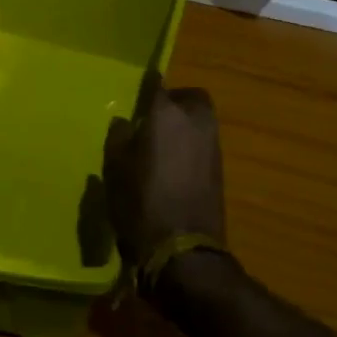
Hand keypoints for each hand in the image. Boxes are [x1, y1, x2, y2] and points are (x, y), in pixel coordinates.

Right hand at [103, 77, 226, 267]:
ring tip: (163, 142)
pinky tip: (175, 164)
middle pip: (191, 97)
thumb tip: (126, 122)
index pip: (158, 84)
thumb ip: (120, 138)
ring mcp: (212, 144)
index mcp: (166, 114)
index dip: (148, 84)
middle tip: (155, 117)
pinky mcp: (220, 168)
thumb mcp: (115, 170)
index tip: (139, 88)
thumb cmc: (141, 204)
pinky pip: (204, 143)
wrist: (183, 251)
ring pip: (201, 120)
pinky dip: (192, 145)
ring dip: (186, 124)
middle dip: (176, 101)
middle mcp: (195, 121)